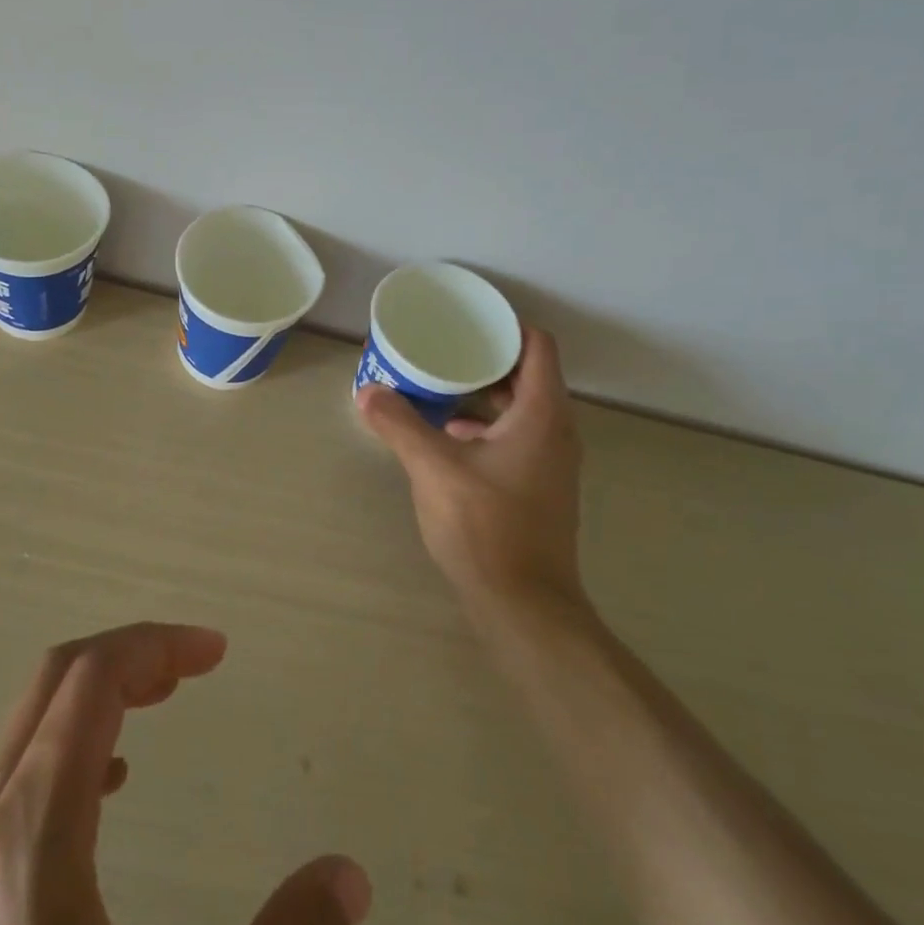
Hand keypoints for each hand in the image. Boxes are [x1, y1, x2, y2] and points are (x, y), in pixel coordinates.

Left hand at [0, 623, 370, 924]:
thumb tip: (350, 875)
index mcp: (31, 839)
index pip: (91, 680)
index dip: (158, 645)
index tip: (218, 651)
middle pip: (54, 682)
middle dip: (130, 656)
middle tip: (196, 666)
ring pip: (30, 724)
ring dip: (98, 694)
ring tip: (163, 702)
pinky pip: (15, 774)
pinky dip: (71, 742)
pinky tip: (112, 785)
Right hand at [357, 328, 585, 618]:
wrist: (523, 604)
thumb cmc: (486, 526)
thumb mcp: (434, 468)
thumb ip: (400, 425)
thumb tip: (367, 392)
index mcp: (541, 414)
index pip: (537, 347)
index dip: (507, 326)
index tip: (468, 321)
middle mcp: (556, 432)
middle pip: (527, 375)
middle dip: (486, 359)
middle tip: (443, 349)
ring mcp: (551, 463)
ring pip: (520, 410)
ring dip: (483, 395)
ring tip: (439, 387)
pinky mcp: (539, 487)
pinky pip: (515, 438)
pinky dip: (486, 427)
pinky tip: (448, 437)